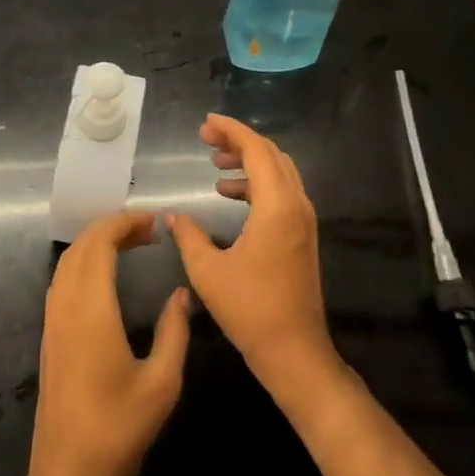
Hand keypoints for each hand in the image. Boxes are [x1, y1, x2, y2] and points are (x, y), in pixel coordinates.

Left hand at [22, 211, 190, 475]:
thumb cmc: (119, 433)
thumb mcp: (162, 384)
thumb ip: (174, 331)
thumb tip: (181, 294)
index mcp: (91, 310)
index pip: (100, 244)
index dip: (124, 224)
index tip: (153, 221)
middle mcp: (66, 306)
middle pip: (82, 246)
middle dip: (112, 228)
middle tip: (148, 231)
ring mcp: (53, 322)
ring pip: (69, 262)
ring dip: (96, 244)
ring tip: (131, 245)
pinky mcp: (50, 338)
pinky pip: (63, 281)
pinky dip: (84, 263)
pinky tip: (106, 277)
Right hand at [167, 115, 339, 399]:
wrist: (295, 352)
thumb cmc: (250, 310)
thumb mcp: (208, 271)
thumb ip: (188, 235)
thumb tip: (172, 216)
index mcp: (276, 206)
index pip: (256, 150)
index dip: (231, 130)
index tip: (206, 123)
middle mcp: (296, 205)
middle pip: (270, 154)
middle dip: (239, 141)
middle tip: (206, 139)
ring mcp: (303, 220)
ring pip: (279, 171)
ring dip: (248, 161)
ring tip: (215, 162)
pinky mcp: (302, 235)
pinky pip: (281, 191)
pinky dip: (256, 182)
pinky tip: (229, 193)